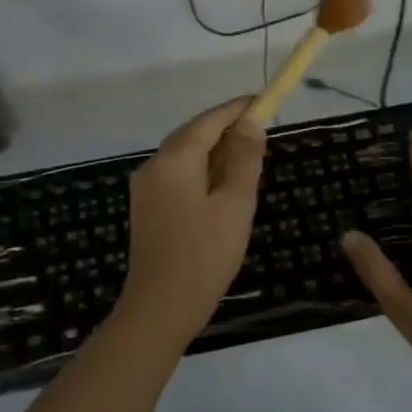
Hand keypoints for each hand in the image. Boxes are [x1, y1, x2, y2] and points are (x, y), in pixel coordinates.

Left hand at [116, 98, 266, 343]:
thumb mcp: (235, 204)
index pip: (209, 120)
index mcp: (174, 159)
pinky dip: (202, 172)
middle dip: (227, 130)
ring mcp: (146, 188)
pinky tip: (222, 189)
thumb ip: (244, 158)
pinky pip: (178, 175)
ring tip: (248, 161)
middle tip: (261, 134)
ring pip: (185, 156)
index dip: (238, 109)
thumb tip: (251, 122)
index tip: (265, 101)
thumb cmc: (204, 255)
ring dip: (215, 152)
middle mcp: (154, 165)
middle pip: (194, 134)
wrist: (159, 309)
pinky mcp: (147, 208)